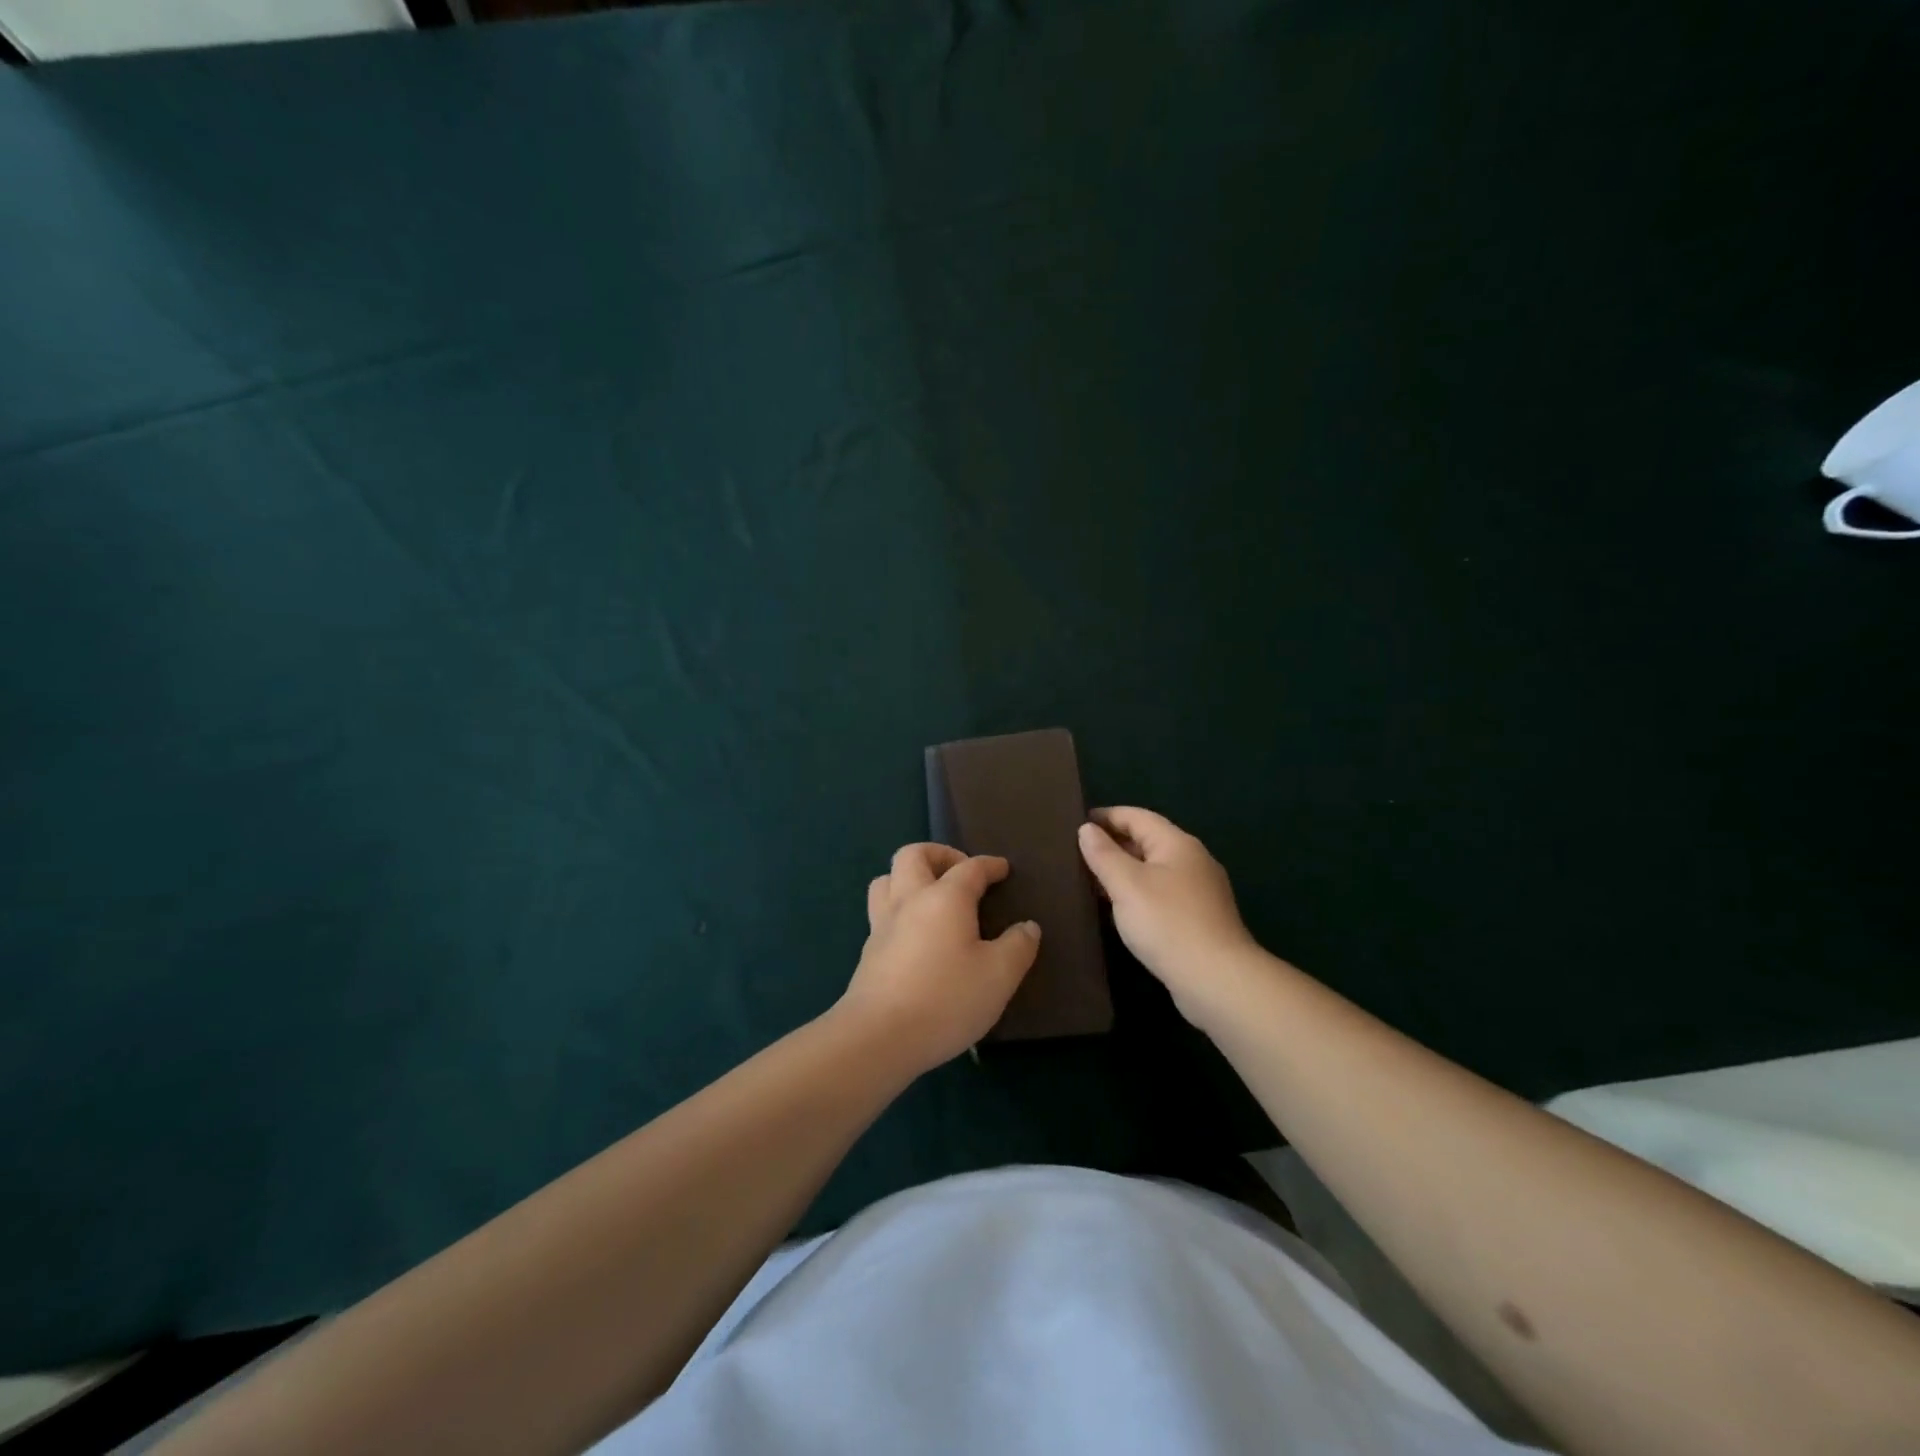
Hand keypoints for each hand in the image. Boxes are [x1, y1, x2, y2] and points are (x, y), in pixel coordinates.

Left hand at [837, 844, 1041, 1072]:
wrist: (878, 1037)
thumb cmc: (946, 999)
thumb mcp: (999, 976)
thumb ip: (1018, 947)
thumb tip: (1028, 926)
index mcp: (944, 898)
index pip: (970, 868)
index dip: (989, 865)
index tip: (1003, 869)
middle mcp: (909, 900)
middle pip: (913, 854)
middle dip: (939, 854)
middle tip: (960, 872)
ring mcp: (882, 925)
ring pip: (887, 879)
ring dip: (909, 877)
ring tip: (931, 896)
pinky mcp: (868, 952)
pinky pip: (881, 912)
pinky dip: (899, 909)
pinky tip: (916, 935)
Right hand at [1077, 807, 1259, 1027]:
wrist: (1217, 980)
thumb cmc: (1167, 923)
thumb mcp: (1126, 884)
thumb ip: (1103, 854)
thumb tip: (1087, 829)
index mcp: (1177, 844)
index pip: (1137, 816)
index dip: (1106, 816)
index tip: (1075, 823)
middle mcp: (1192, 860)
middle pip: (1147, 841)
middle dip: (1113, 843)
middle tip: (1076, 853)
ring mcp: (1199, 891)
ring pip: (1153, 869)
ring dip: (1123, 870)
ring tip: (1089, 879)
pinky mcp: (1198, 919)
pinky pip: (1160, 893)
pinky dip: (1136, 893)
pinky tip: (1118, 908)